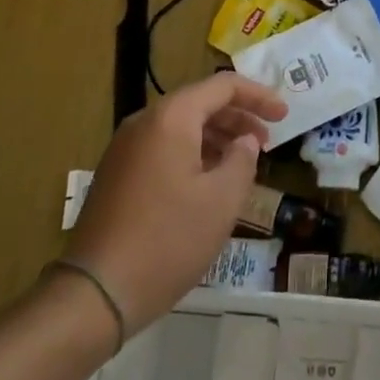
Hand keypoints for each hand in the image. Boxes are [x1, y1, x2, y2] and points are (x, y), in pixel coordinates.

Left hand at [66, 74, 286, 329]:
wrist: (95, 293)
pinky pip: (163, 147)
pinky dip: (193, 153)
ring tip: (242, 162)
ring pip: (181, 126)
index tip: (285, 116)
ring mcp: (125, 148)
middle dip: (238, 117)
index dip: (258, 96)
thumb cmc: (167, 240)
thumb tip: (245, 141)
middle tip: (268, 140)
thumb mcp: (221, 201)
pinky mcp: (116, 174)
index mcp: (171, 117)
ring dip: (216, 136)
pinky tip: (208, 182)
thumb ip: (242, 160)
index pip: (223, 86)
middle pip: (200, 103)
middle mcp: (145, 121)